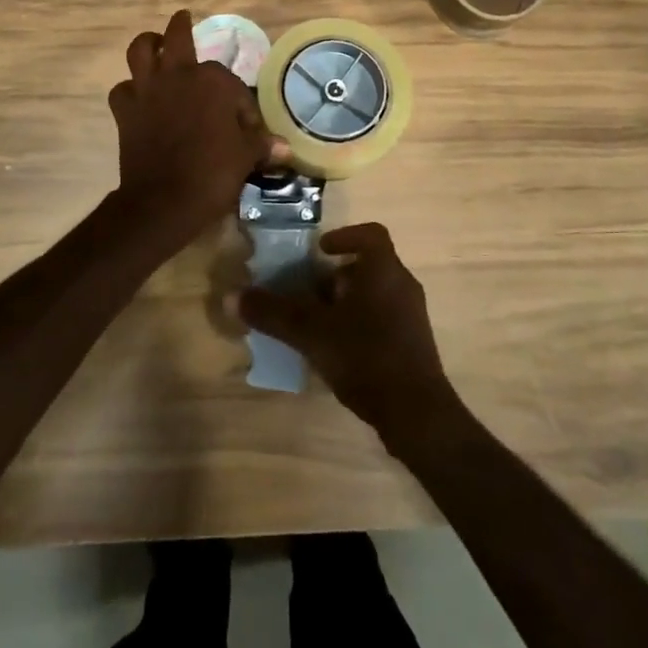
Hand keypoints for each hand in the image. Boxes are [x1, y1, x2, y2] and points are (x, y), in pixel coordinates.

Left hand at [107, 10, 283, 254]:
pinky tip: (138, 98)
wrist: (164, 201)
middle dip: (181, 26)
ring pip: (140, 50)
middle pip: (177, 36)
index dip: (242, 106)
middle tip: (184, 19)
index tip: (247, 129)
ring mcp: (147, 89)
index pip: (232, 84)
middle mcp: (178, 74)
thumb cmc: (213, 173)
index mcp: (213, 80)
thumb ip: (261, 144)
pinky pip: (122, 89)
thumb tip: (284, 147)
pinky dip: (130, 90)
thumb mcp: (246, 157)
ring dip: (148, 44)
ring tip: (154, 45)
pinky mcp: (125, 110)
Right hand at [232, 223, 459, 450]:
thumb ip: (274, 313)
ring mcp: (412, 315)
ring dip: (346, 302)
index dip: (344, 236)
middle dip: (336, 276)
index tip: (320, 251)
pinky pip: (384, 318)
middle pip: (368, 266)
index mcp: (384, 269)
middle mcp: (402, 284)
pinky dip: (360, 324)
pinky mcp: (413, 344)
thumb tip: (231, 296)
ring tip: (317, 323)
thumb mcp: (312, 332)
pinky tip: (338, 350)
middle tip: (308, 292)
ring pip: (375, 294)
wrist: (416, 413)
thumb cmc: (365, 355)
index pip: (371, 234)